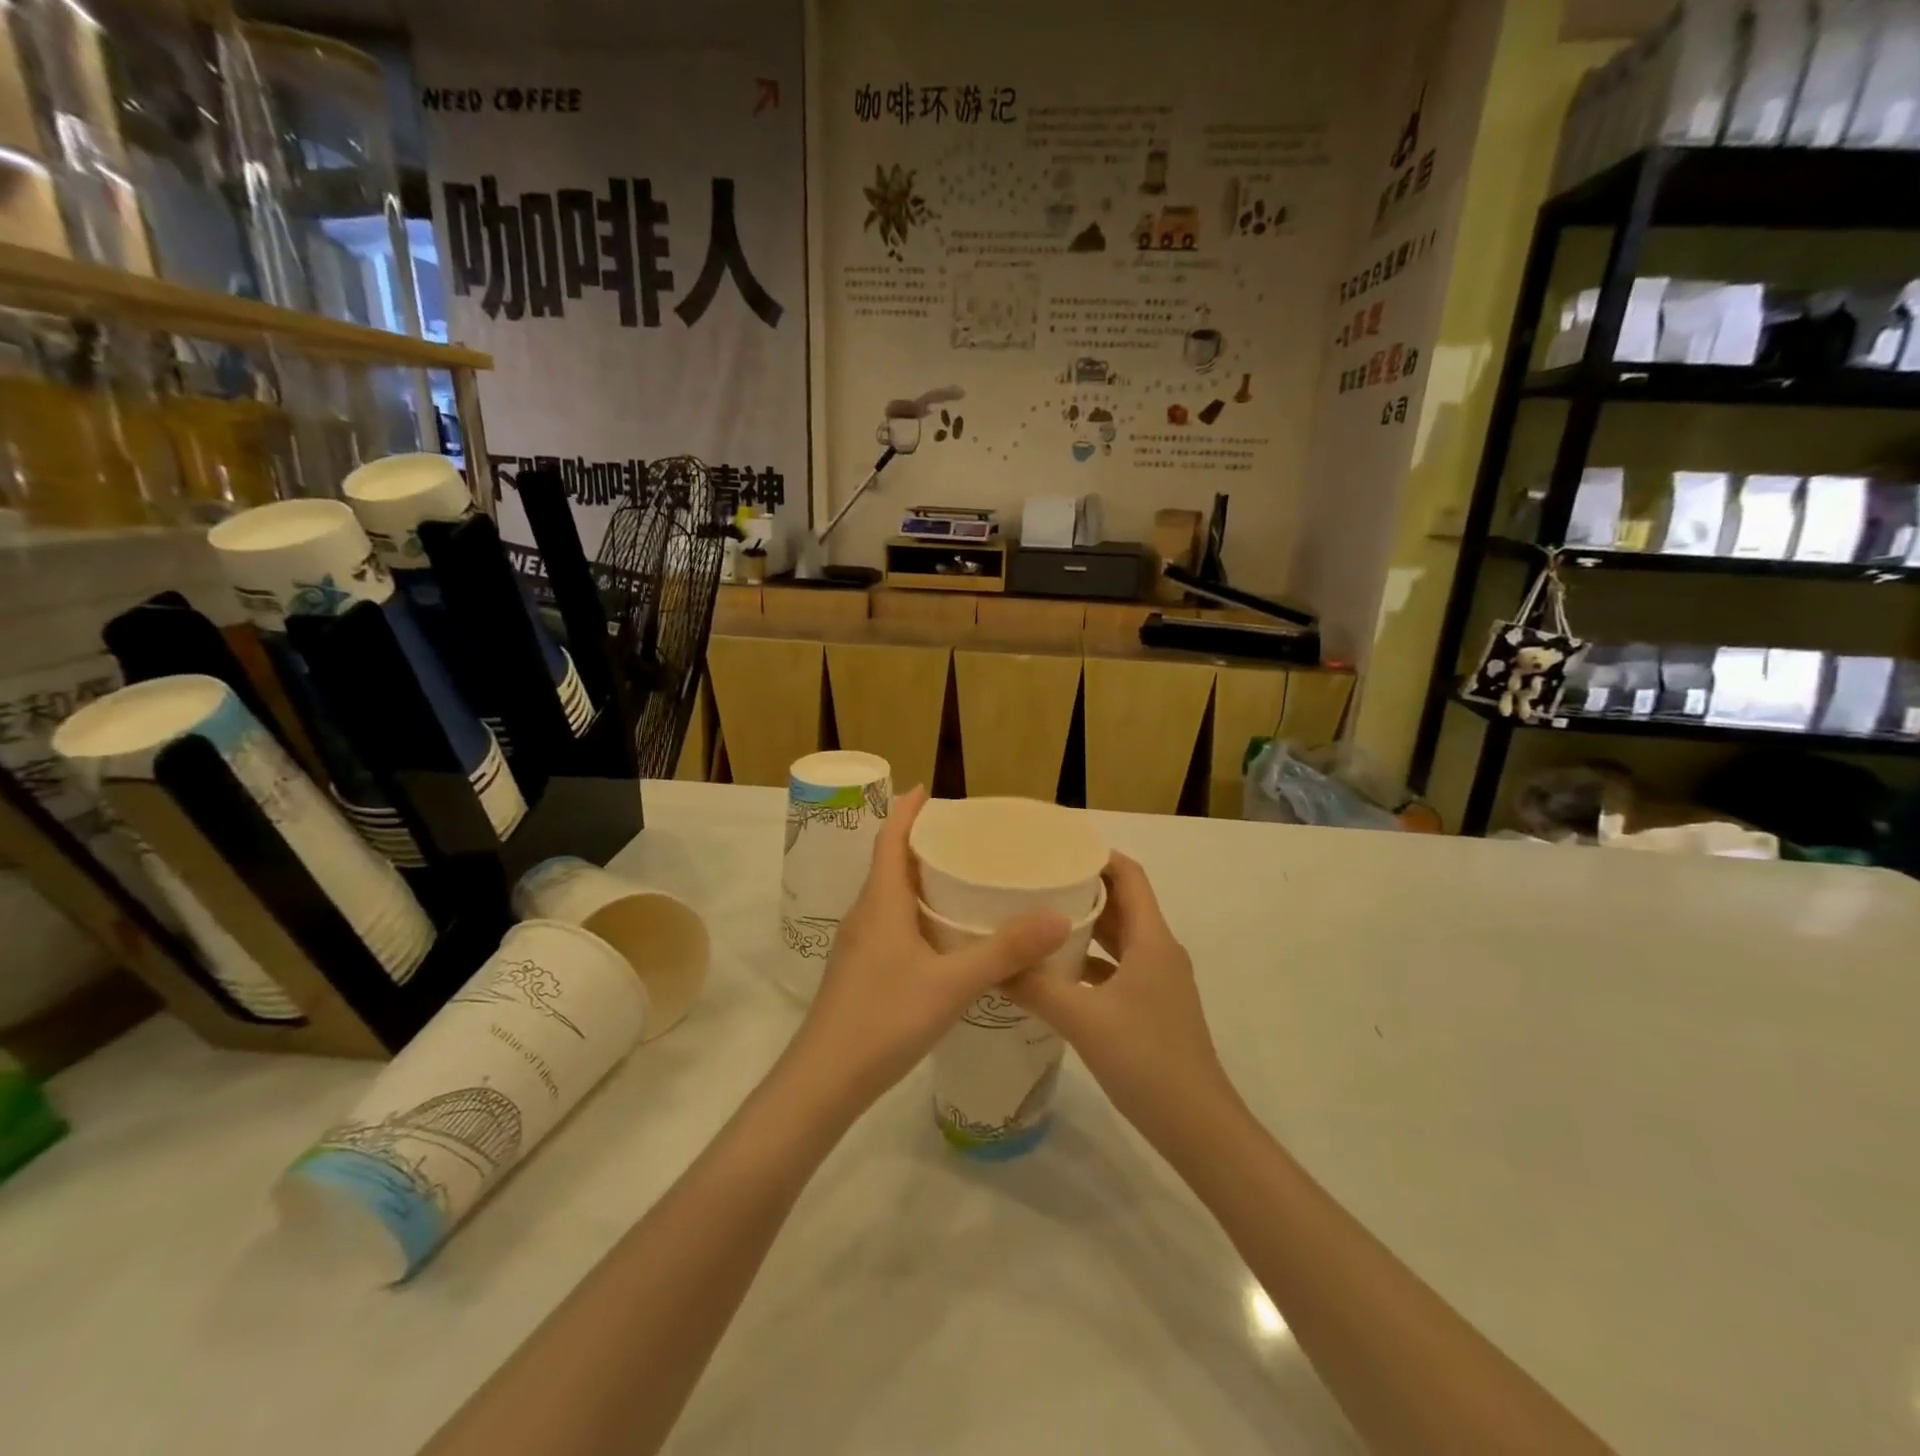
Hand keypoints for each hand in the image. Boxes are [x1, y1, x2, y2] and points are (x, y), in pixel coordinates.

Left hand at [785, 787, 1069, 1118]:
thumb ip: (1004, 951)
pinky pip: (891, 923)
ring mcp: (859, 944)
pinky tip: (944, 936)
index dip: (906, 810)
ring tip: (963, 879)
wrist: (823, 1082)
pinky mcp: (861, 970)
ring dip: (920, 879)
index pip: (889, 839)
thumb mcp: (952, 984)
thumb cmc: (884, 1020)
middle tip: (966, 837)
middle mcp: (866, 914)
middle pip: (891, 863)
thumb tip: (1058, 916)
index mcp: (881, 902)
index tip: (929, 790)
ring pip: (891, 896)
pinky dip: (917, 912)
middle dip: (922, 842)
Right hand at [1010, 853, 1240, 1148]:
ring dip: (1084, 926)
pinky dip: (1089, 962)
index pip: (1129, 875)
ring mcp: (1158, 981)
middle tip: (1034, 881)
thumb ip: (1036, 987)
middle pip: (1122, 903)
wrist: (1198, 1127)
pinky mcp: (1152, 1006)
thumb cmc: (1146, 1060)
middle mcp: (1158, 951)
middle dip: (1081, 887)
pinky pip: (1117, 968)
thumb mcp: (1083, 1020)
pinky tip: (1055, 973)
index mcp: (1152, 939)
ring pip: (1118, 938)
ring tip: (1037, 919)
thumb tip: (992, 963)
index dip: (1096, 854)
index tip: (1055, 847)